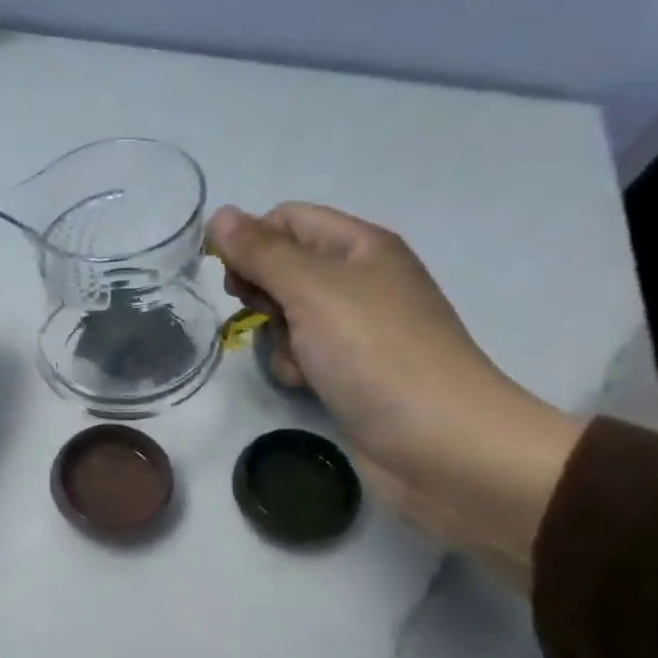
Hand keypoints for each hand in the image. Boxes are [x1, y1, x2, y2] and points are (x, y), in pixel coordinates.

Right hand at [207, 203, 582, 586]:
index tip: (230, 279)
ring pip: (287, 314)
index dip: (252, 241)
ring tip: (293, 359)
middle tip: (262, 317)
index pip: (288, 220)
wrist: (438, 441)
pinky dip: (294, 366)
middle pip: (284, 267)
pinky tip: (305, 384)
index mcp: (359, 246)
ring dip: (275, 335)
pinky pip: (302, 353)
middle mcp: (358, 279)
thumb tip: (219, 215)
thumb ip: (261, 253)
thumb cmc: (375, 353)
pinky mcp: (350, 369)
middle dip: (262, 292)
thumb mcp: (312, 291)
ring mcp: (356, 328)